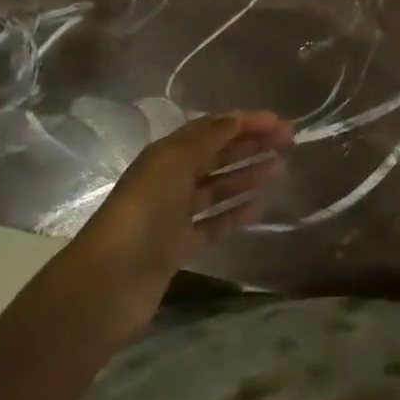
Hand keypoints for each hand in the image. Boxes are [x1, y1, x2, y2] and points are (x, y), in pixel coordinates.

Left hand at [65, 111, 293, 338]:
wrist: (110, 282)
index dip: (245, 122)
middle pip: (217, 155)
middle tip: (289, 142)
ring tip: (279, 169)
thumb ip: (208, 138)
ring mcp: (175, 215)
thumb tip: (237, 117)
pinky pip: (214, 223)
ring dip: (247, 176)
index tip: (280, 123)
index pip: (212, 128)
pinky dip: (236, 213)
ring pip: (218, 188)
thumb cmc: (144, 211)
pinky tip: (261, 206)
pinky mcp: (180, 247)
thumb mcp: (174, 162)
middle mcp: (171, 179)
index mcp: (166, 153)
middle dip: (251, 145)